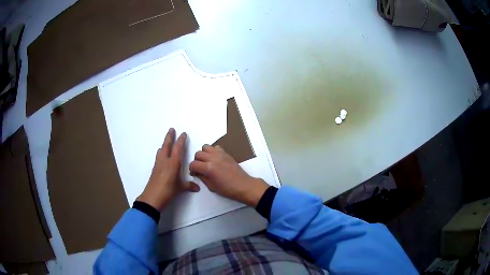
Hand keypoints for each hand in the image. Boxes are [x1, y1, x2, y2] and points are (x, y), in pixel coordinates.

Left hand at [137, 128, 199, 210]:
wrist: (153, 197)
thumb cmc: (168, 191)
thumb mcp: (180, 188)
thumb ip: (189, 186)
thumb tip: (197, 187)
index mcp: (173, 163)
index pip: (177, 148)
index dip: (181, 140)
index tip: (183, 134)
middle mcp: (165, 161)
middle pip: (167, 145)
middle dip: (169, 137)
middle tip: (171, 129)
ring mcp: (158, 164)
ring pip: (161, 150)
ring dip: (164, 144)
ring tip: (166, 142)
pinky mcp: (154, 169)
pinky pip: (158, 157)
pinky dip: (161, 153)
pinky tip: (161, 155)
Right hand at [189, 145, 268, 206]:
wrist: (243, 185)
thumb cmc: (227, 189)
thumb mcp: (211, 187)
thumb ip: (202, 177)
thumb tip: (196, 173)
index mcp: (209, 168)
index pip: (193, 164)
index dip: (191, 169)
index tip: (194, 173)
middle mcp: (213, 158)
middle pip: (198, 153)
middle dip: (196, 161)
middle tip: (200, 168)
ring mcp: (220, 154)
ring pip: (206, 147)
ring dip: (204, 154)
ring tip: (206, 161)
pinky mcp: (226, 153)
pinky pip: (216, 147)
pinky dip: (213, 151)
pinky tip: (215, 159)